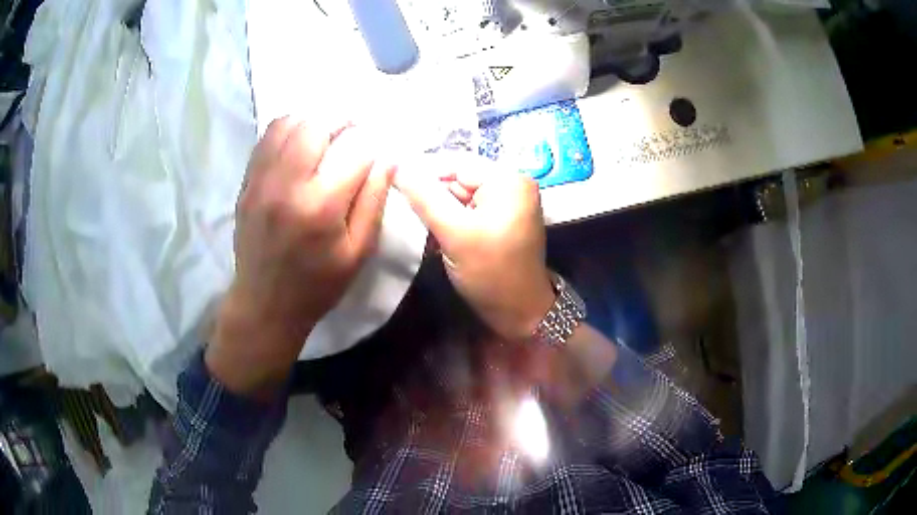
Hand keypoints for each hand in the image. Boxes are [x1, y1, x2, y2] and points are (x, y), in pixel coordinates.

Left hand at [207, 117, 391, 396]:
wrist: (265, 304)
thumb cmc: (318, 284)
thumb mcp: (358, 251)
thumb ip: (374, 200)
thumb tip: (388, 157)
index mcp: (320, 206)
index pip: (355, 150)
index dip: (372, 144)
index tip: (377, 151)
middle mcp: (287, 184)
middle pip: (317, 124)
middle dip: (342, 121)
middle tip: (354, 132)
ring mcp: (261, 180)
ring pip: (288, 123)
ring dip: (313, 121)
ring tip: (327, 134)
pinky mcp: (247, 182)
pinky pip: (267, 138)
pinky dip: (288, 129)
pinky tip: (300, 143)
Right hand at [394, 153, 554, 339]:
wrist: (520, 313)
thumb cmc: (491, 273)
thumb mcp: (454, 233)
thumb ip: (424, 197)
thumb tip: (396, 167)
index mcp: (508, 179)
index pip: (456, 162)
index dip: (423, 173)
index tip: (392, 186)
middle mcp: (512, 183)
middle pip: (458, 178)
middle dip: (432, 196)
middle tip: (408, 216)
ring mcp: (508, 201)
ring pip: (460, 195)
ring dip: (439, 211)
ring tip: (424, 230)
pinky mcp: (502, 219)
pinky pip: (468, 209)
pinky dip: (451, 220)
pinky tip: (438, 237)